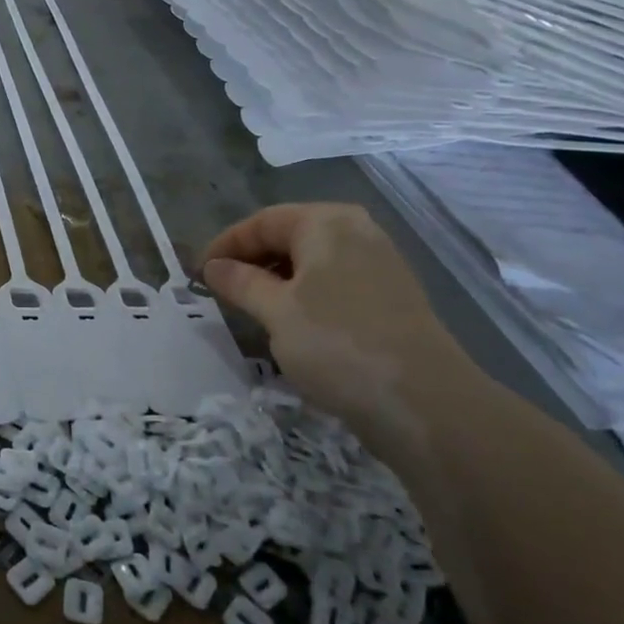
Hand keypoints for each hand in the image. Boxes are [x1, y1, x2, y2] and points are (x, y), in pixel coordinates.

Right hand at [202, 203, 473, 449]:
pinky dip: (305, 294)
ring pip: (313, 261)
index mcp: (327, 223)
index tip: (198, 274)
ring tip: (250, 308)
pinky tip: (291, 324)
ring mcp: (380, 264)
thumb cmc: (337, 344)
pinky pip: (334, 282)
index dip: (226, 245)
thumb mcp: (275, 312)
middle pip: (290, 235)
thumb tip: (213, 267)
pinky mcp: (391, 297)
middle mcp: (357, 232)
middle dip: (251, 260)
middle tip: (220, 289)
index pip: (262, 222)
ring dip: (276, 279)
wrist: (424, 402)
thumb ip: (240, 283)